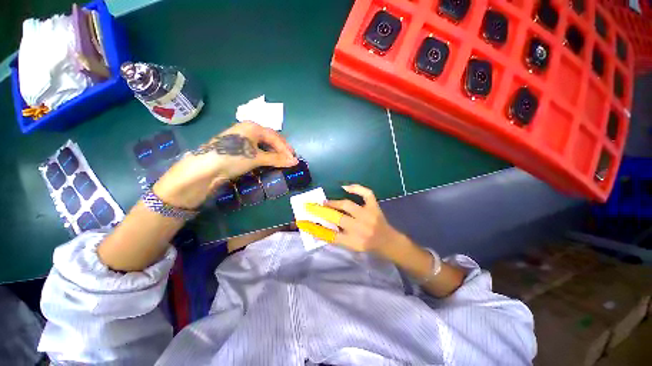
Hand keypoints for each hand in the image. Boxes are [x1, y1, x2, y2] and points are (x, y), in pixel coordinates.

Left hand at [154, 122, 297, 208]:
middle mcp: (248, 130)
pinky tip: (268, 161)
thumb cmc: (233, 157)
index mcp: (253, 127)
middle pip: (270, 139)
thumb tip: (295, 162)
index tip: (294, 159)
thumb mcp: (256, 157)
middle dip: (281, 150)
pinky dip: (265, 156)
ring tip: (281, 161)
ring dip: (274, 153)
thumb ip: (277, 159)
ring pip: (263, 145)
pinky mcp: (238, 148)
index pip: (275, 137)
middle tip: (289, 160)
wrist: (205, 168)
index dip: (286, 149)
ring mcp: (242, 139)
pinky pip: (256, 150)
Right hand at [297, 184, 405, 257]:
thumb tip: (320, 228)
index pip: (329, 235)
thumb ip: (337, 239)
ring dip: (333, 202)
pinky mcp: (375, 207)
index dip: (314, 228)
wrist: (390, 243)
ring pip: (347, 205)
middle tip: (309, 206)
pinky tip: (345, 187)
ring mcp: (369, 215)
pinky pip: (366, 194)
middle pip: (336, 217)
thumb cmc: (369, 248)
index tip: (302, 222)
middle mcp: (361, 229)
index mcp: (354, 242)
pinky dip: (356, 188)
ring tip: (324, 202)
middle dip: (320, 211)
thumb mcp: (352, 248)